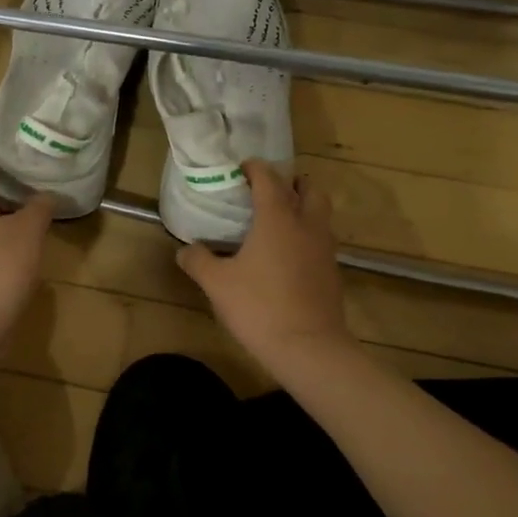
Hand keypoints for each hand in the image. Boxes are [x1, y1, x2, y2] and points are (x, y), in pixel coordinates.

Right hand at [177, 160, 354, 373]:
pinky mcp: (332, 272)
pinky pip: (321, 240)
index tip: (242, 168)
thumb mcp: (217, 284)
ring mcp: (325, 248)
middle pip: (309, 189)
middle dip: (290, 183)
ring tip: (278, 221)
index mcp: (278, 218)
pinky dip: (307, 235)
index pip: (269, 178)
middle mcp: (306, 225)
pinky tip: (288, 254)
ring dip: (303, 208)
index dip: (255, 168)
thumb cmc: (259, 307)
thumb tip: (184, 250)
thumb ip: (198, 261)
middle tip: (268, 192)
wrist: (309, 348)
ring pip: (320, 213)